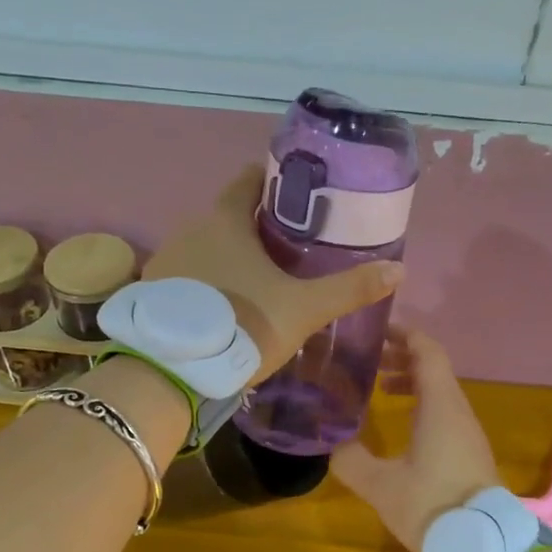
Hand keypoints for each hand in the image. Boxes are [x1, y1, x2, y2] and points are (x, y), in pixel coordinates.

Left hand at [145, 167, 403, 384]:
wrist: (175, 371)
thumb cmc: (243, 325)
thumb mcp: (303, 309)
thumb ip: (349, 289)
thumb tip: (399, 270)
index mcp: (225, 220)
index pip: (248, 180)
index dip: (274, 182)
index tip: (297, 196)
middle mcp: (189, 229)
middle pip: (227, 215)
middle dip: (256, 226)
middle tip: (288, 248)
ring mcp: (165, 261)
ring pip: (204, 247)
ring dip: (228, 256)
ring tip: (256, 280)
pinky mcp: (152, 293)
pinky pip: (186, 276)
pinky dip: (205, 282)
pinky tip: (221, 306)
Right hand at [331, 330, 501, 549]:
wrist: (482, 546)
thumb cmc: (432, 505)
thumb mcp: (379, 484)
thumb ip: (350, 459)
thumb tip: (331, 443)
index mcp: (441, 406)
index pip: (427, 351)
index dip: (404, 335)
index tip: (376, 331)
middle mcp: (458, 411)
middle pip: (434, 368)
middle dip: (402, 358)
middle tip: (368, 361)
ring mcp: (468, 432)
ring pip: (441, 392)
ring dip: (412, 383)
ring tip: (381, 389)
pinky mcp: (470, 452)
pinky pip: (445, 413)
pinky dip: (422, 404)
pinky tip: (402, 426)